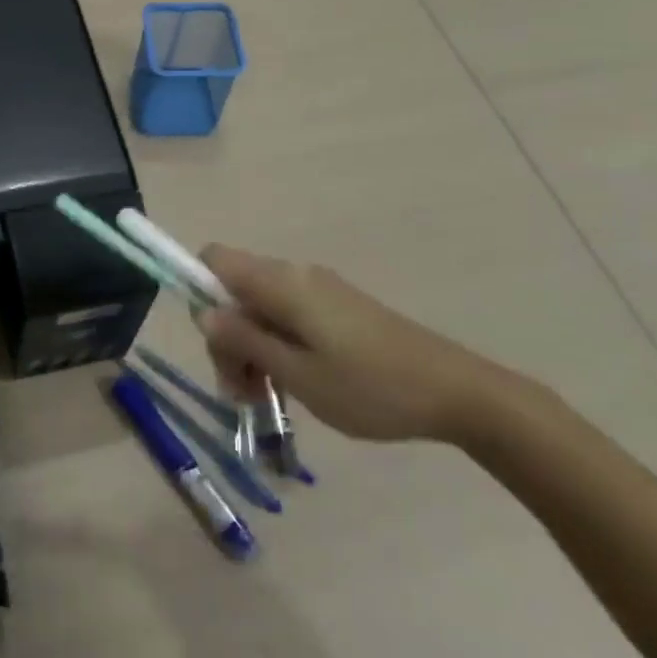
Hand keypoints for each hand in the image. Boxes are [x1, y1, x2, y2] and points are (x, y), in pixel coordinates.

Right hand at [198, 245, 512, 444]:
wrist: (458, 393)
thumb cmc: (371, 387)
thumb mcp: (299, 374)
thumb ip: (246, 340)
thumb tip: (203, 314)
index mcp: (281, 283)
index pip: (214, 259)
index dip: (198, 291)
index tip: (213, 342)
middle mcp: (295, 275)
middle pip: (234, 289)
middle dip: (227, 336)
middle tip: (242, 393)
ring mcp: (320, 290)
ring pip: (260, 306)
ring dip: (251, 346)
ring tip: (265, 398)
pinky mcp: (338, 308)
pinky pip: (288, 315)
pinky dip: (277, 345)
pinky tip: (293, 385)